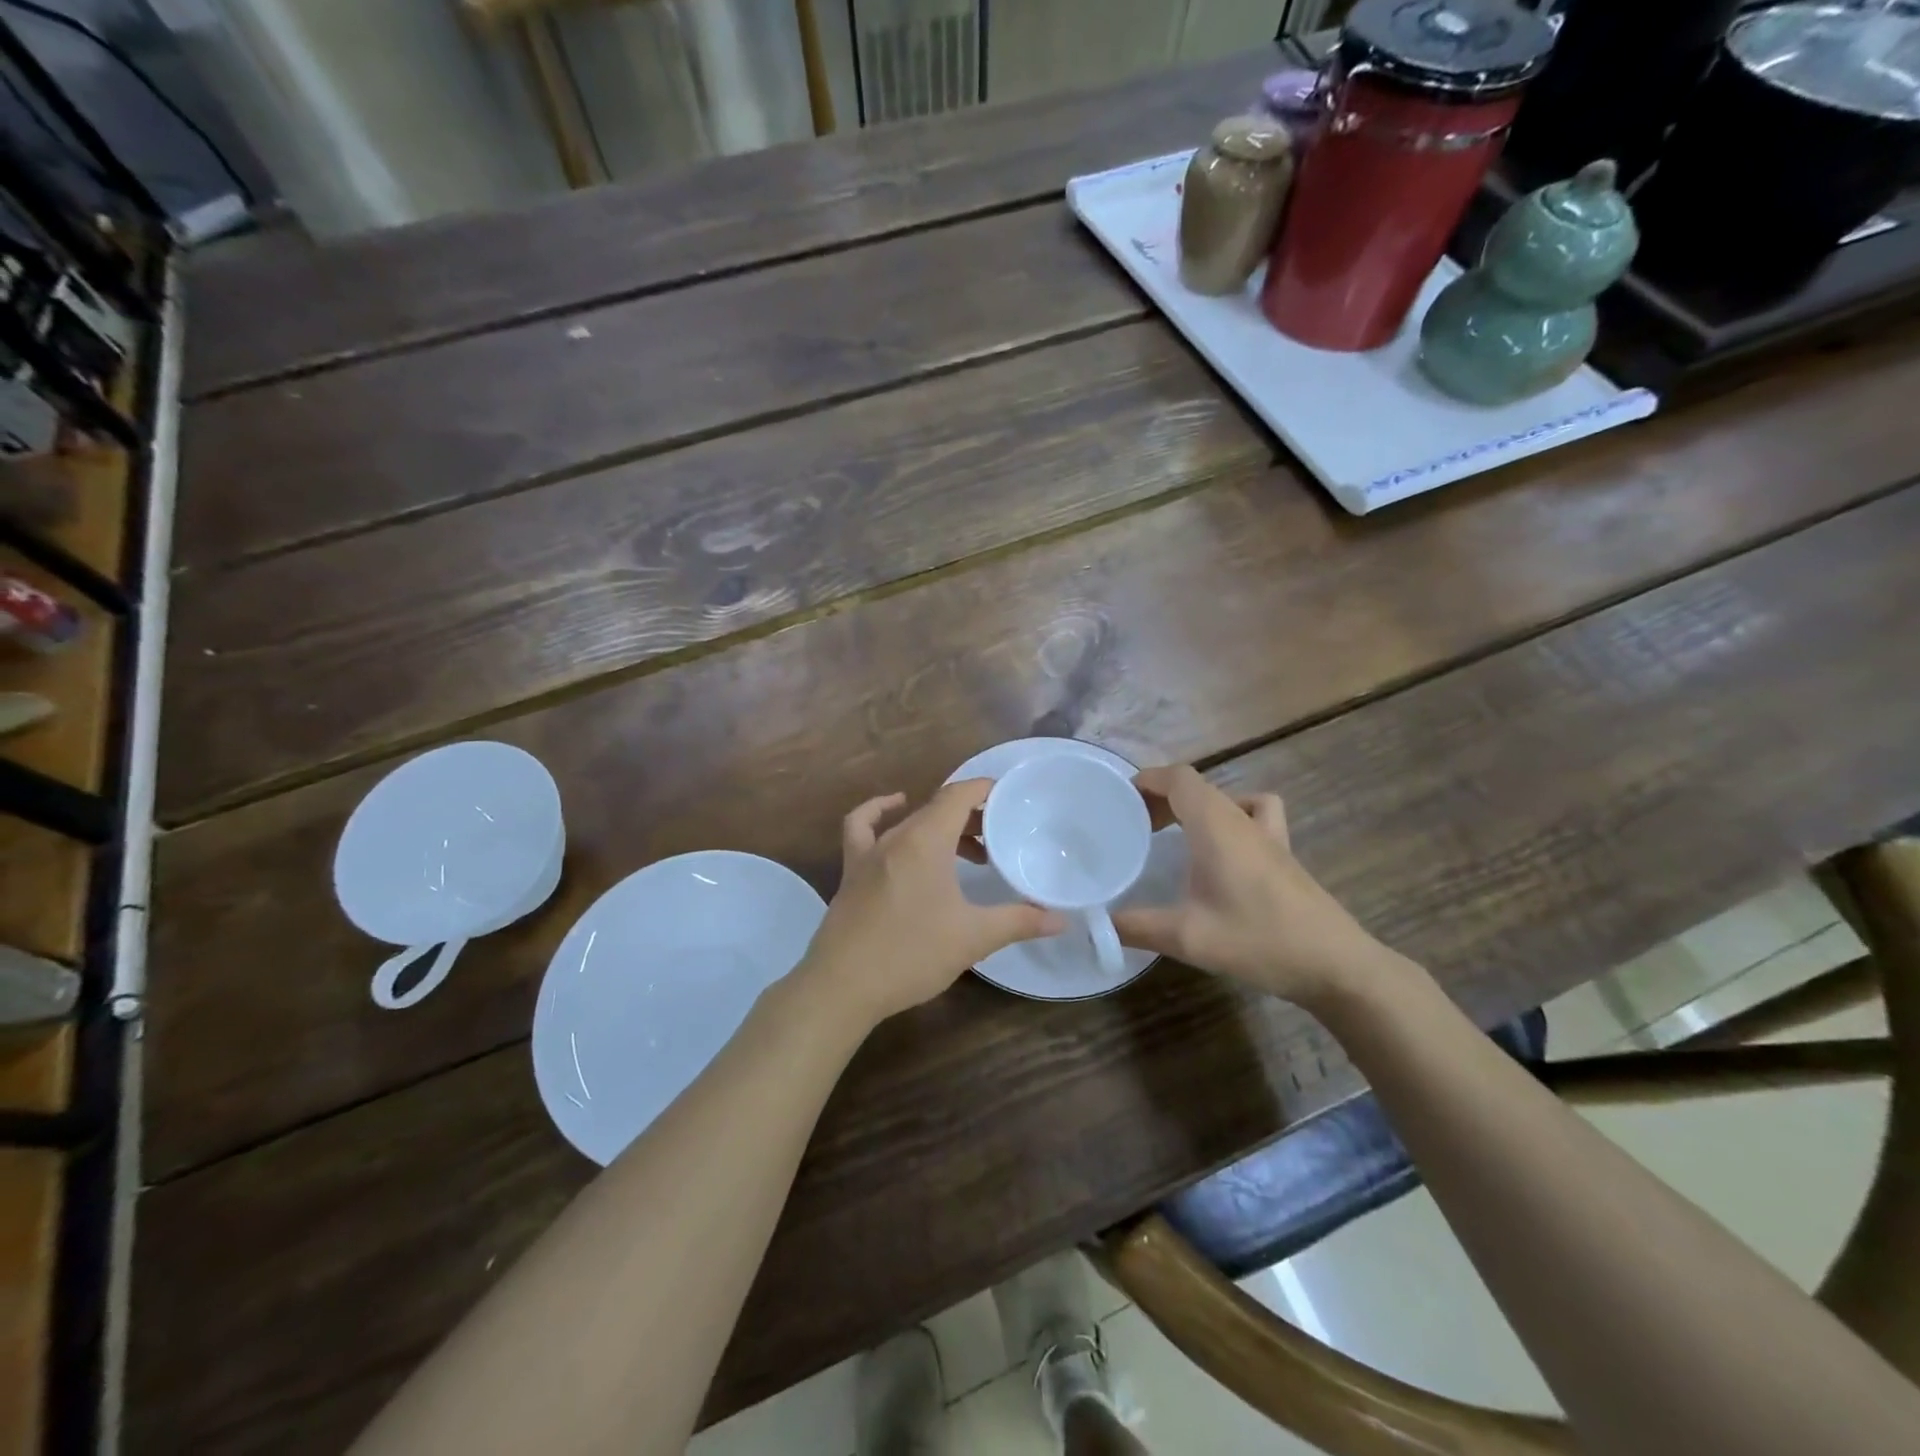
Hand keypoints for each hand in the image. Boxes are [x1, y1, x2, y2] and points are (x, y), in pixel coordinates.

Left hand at [800, 780, 1064, 1026]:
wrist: (842, 986)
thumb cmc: (910, 954)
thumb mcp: (972, 938)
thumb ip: (1018, 922)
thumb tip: (1061, 920)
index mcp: (925, 841)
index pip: (959, 795)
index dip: (985, 790)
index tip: (1011, 798)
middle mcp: (895, 837)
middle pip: (938, 808)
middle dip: (972, 816)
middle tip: (1000, 838)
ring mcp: (868, 852)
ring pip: (910, 821)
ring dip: (940, 826)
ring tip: (968, 849)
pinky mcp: (852, 871)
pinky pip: (863, 827)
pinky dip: (880, 813)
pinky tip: (894, 813)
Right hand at [1112, 765, 1391, 1005]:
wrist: (1335, 965)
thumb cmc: (1259, 940)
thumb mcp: (1187, 938)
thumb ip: (1135, 927)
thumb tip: (1096, 924)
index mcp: (1216, 825)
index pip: (1178, 778)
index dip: (1146, 779)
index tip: (1119, 799)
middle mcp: (1241, 819)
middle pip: (1197, 786)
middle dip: (1160, 796)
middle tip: (1133, 824)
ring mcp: (1268, 835)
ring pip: (1224, 799)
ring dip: (1193, 806)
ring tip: (1173, 832)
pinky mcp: (1283, 854)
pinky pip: (1253, 814)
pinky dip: (1230, 816)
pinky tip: (1222, 848)